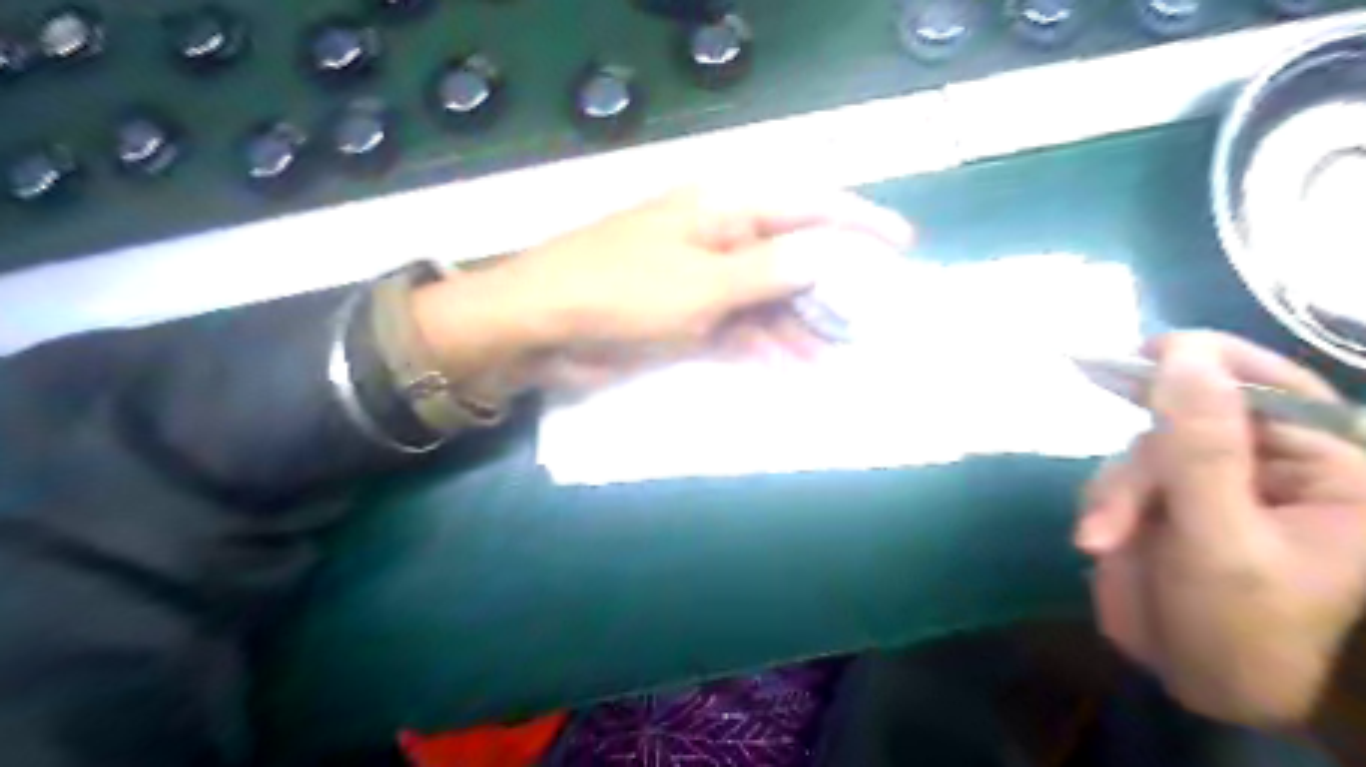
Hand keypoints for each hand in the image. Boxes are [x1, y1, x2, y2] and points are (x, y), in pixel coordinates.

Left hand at [409, 183, 910, 389]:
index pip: (805, 207)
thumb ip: (772, 269)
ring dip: (800, 328)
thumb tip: (835, 253)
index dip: (857, 223)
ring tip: (839, 357)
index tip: (902, 245)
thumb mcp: (704, 281)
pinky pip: (739, 332)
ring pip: (768, 302)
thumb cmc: (621, 290)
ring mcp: (703, 283)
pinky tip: (793, 369)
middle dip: (832, 289)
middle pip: (791, 259)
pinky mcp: (687, 321)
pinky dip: (764, 349)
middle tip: (872, 322)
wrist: (542, 330)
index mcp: (723, 210)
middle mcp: (719, 240)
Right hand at [1072, 333, 1365, 731]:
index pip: (1273, 388)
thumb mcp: (1219, 538)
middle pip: (1185, 421)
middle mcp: (1265, 463)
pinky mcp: (1162, 498)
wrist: (1203, 684)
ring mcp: (1207, 480)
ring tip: (1102, 542)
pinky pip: (1118, 476)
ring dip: (1113, 493)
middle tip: (1106, 517)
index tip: (1147, 352)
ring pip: (1142, 449)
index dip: (1211, 361)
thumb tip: (1182, 354)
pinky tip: (1099, 539)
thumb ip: (1200, 448)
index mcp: (1324, 468)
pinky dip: (1100, 503)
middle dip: (1140, 469)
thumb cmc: (1240, 626)